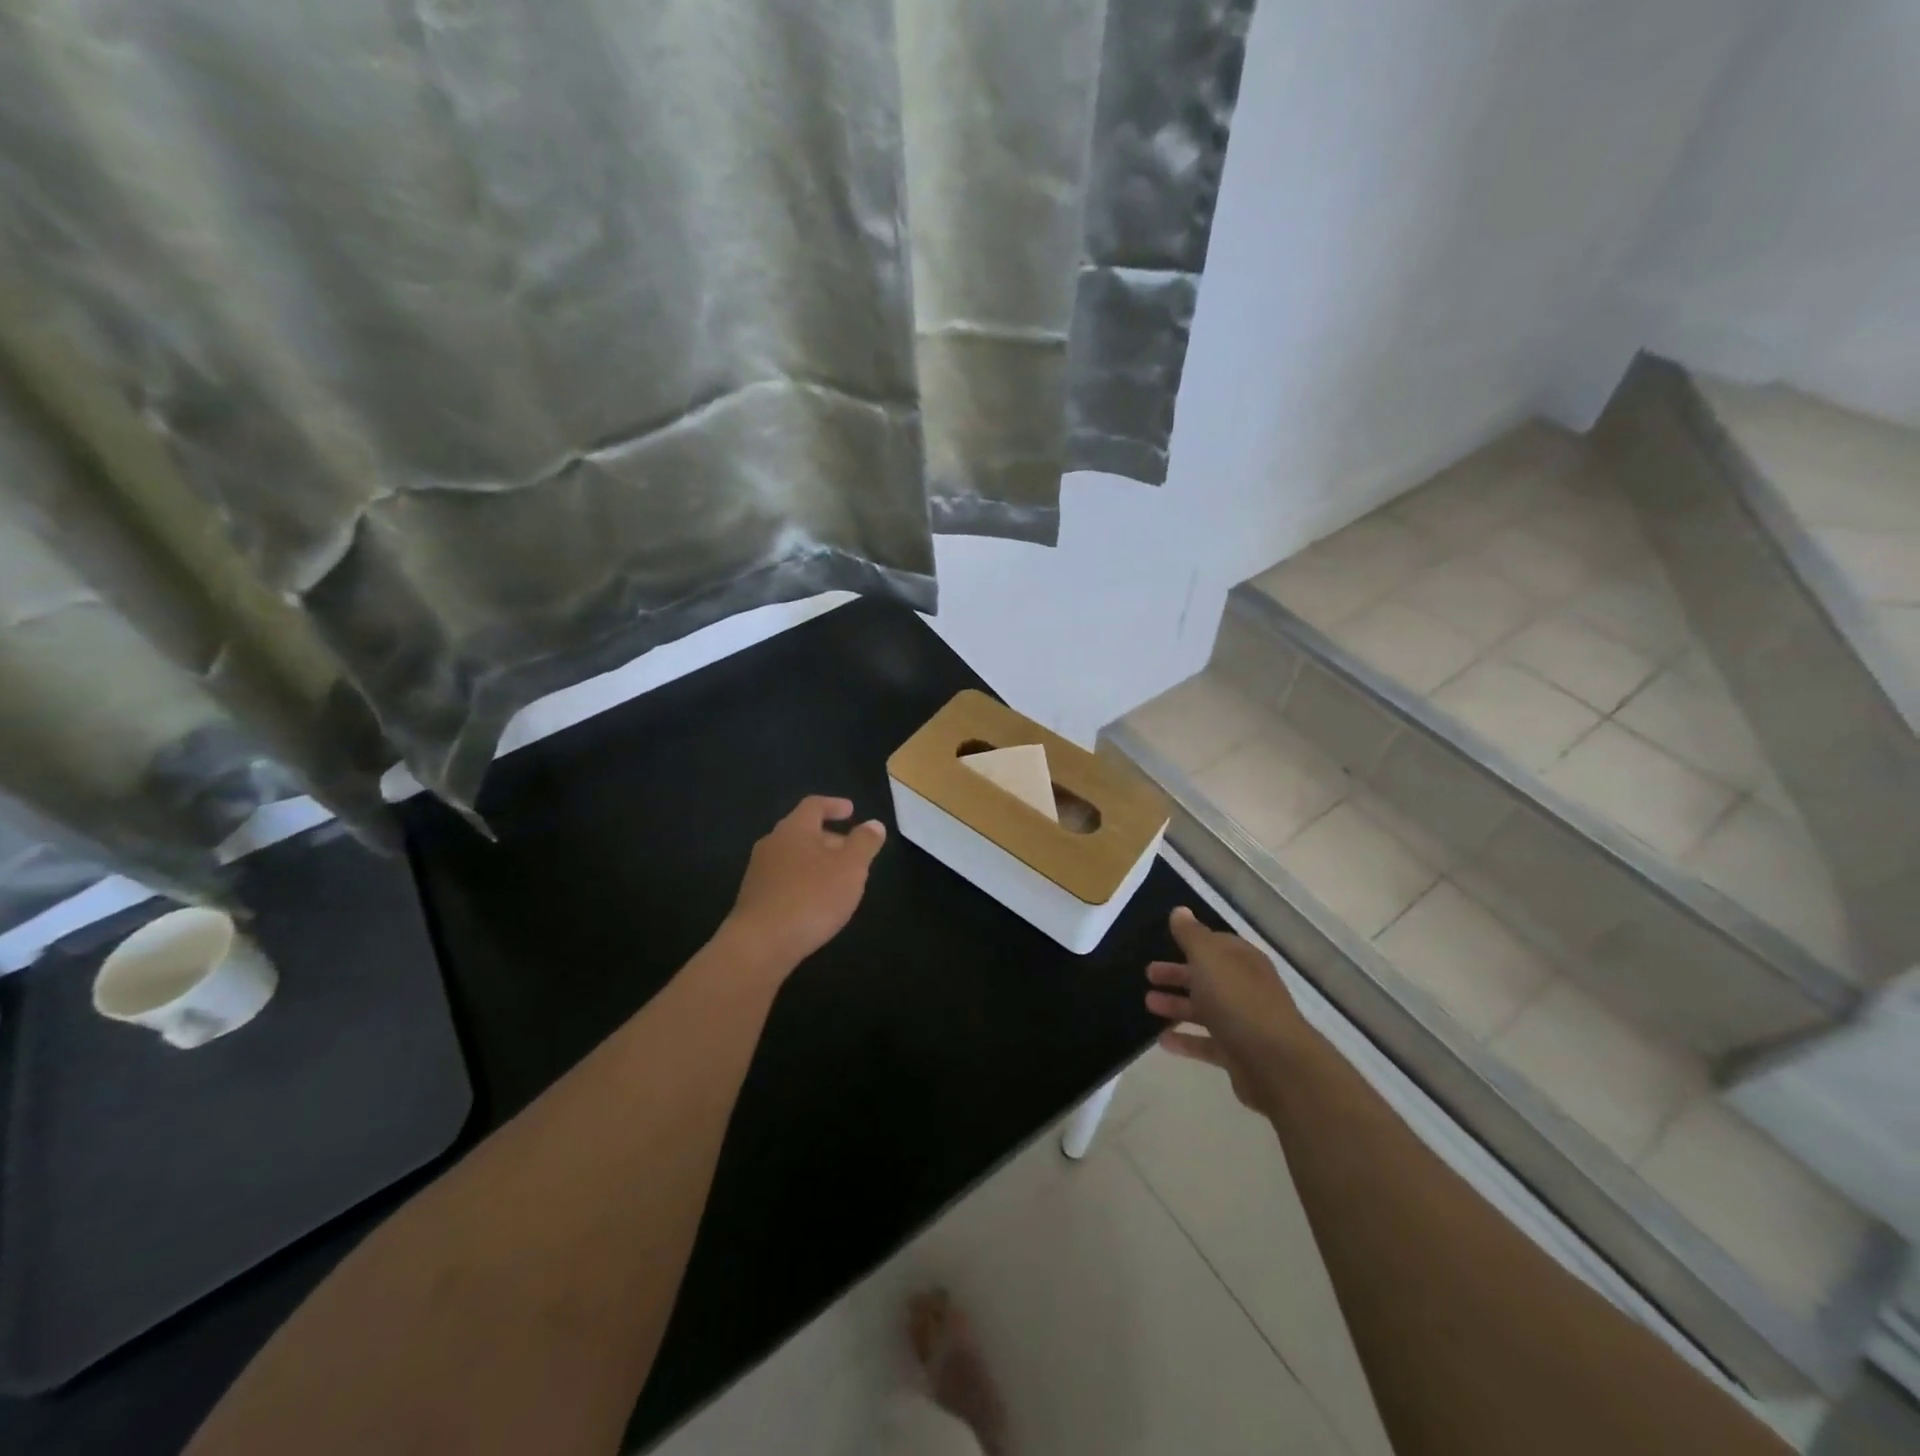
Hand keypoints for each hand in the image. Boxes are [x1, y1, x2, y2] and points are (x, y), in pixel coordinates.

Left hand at [724, 796, 886, 970]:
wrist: (760, 944)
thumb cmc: (811, 897)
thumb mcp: (850, 868)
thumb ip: (864, 843)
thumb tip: (874, 824)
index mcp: (794, 829)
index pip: (814, 805)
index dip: (834, 805)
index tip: (851, 810)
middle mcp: (772, 844)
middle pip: (802, 831)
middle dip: (829, 838)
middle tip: (851, 851)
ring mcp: (759, 872)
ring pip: (793, 857)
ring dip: (816, 862)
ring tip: (838, 879)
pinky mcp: (754, 898)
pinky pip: (784, 880)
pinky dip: (803, 882)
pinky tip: (815, 902)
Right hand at [1143, 907, 1307, 1114]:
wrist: (1276, 1064)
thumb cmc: (1238, 1001)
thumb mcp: (1209, 959)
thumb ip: (1192, 935)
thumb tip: (1180, 911)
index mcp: (1243, 961)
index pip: (1217, 944)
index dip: (1192, 942)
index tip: (1165, 941)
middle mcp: (1246, 989)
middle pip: (1208, 977)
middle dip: (1178, 974)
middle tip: (1149, 974)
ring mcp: (1243, 1023)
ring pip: (1205, 1010)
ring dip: (1177, 1006)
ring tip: (1148, 1004)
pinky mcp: (1238, 1054)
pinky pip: (1207, 1044)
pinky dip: (1186, 1041)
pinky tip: (1162, 1041)